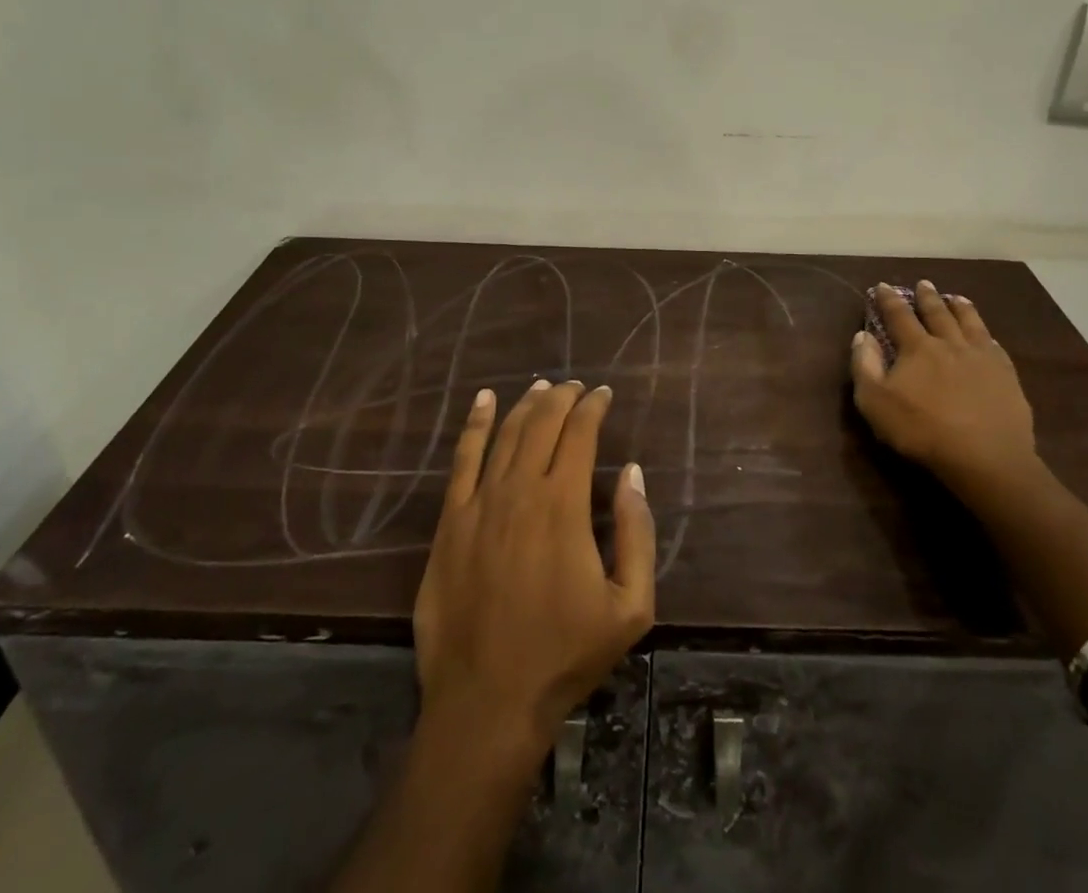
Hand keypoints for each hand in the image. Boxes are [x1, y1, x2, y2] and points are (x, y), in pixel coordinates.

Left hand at [414, 379, 655, 755]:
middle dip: (563, 397)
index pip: (580, 434)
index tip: (604, 394)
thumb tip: (631, 473)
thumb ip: (636, 533)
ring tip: (542, 387)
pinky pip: (462, 459)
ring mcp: (479, 503)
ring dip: (526, 404)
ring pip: (505, 434)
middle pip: (542, 424)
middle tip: (577, 387)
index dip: (593, 407)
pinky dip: (475, 424)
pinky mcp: (450, 522)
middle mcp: (520, 490)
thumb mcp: (630, 606)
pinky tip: (484, 401)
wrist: (487, 701)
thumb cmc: (565, 655)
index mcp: (563, 505)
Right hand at [850, 281, 1038, 485]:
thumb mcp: (875, 403)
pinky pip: (995, 347)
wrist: (985, 458)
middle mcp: (950, 344)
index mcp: (918, 348)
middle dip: (927, 297)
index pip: (899, 316)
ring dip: (961, 308)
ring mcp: (982, 358)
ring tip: (957, 298)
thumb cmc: (922, 431)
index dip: (889, 300)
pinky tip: (988, 337)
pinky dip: (987, 336)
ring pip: (970, 323)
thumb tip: (862, 335)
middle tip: (924, 283)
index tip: (883, 286)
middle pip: (937, 313)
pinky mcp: (1007, 376)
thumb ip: (865, 366)